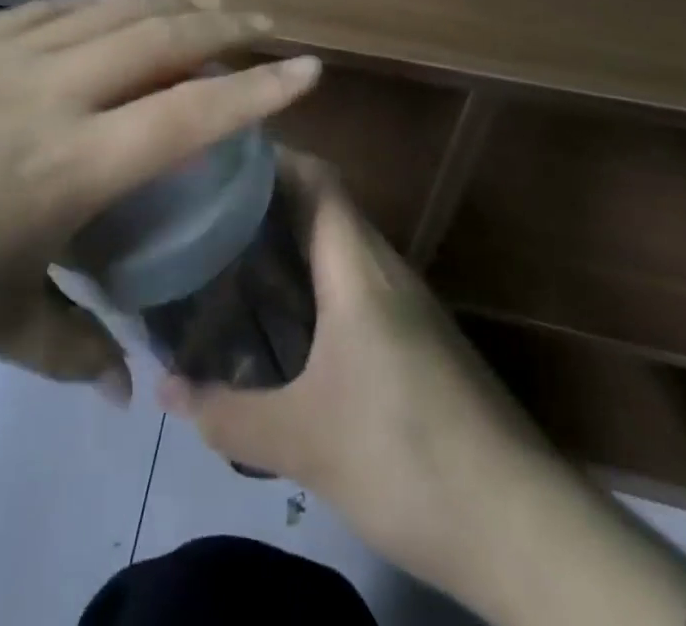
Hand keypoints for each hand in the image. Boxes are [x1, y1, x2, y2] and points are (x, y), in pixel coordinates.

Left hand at [0, 0, 321, 395]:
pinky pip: (50, 10)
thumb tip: (116, 383)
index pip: (189, 114)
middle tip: (266, 22)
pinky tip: (105, 13)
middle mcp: (47, 91)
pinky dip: (96, 5)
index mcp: (66, 164)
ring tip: (202, 6)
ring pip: (106, 9)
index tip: (309, 68)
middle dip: (223, 22)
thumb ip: (62, 344)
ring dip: (163, 3)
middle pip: (157, 35)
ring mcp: (0, 55)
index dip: (257, 88)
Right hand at [161, 158, 544, 592]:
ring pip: (341, 245)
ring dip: (292, 242)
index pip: (317, 177)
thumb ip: (227, 413)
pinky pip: (356, 281)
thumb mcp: (302, 442)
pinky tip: (286, 320)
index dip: (271, 157)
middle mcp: (385, 268)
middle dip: (267, 200)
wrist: (523, 528)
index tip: (218, 161)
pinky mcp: (419, 337)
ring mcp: (408, 303)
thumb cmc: (405, 457)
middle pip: (324, 205)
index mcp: (357, 267)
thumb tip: (163, 389)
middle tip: (207, 212)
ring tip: (233, 257)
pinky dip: (316, 279)